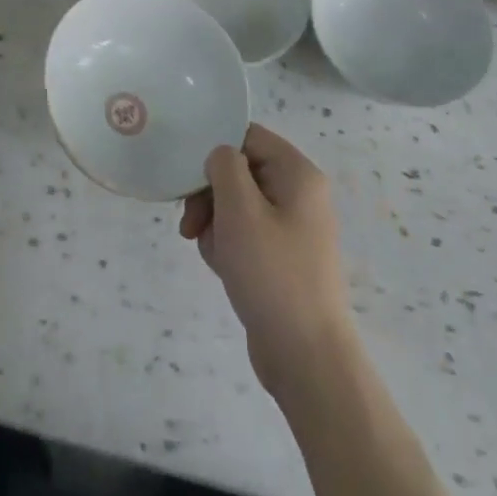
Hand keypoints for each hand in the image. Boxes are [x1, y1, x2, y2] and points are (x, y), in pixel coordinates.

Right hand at [180, 123, 355, 398]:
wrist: (307, 359)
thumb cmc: (272, 274)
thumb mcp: (239, 209)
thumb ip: (224, 166)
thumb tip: (219, 157)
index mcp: (298, 174)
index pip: (247, 136)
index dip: (215, 152)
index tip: (189, 180)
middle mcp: (300, 194)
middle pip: (240, 171)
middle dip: (210, 195)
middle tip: (190, 225)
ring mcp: (294, 228)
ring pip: (238, 204)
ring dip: (216, 223)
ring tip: (211, 253)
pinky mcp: (284, 258)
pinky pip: (247, 234)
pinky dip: (229, 245)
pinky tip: (223, 269)